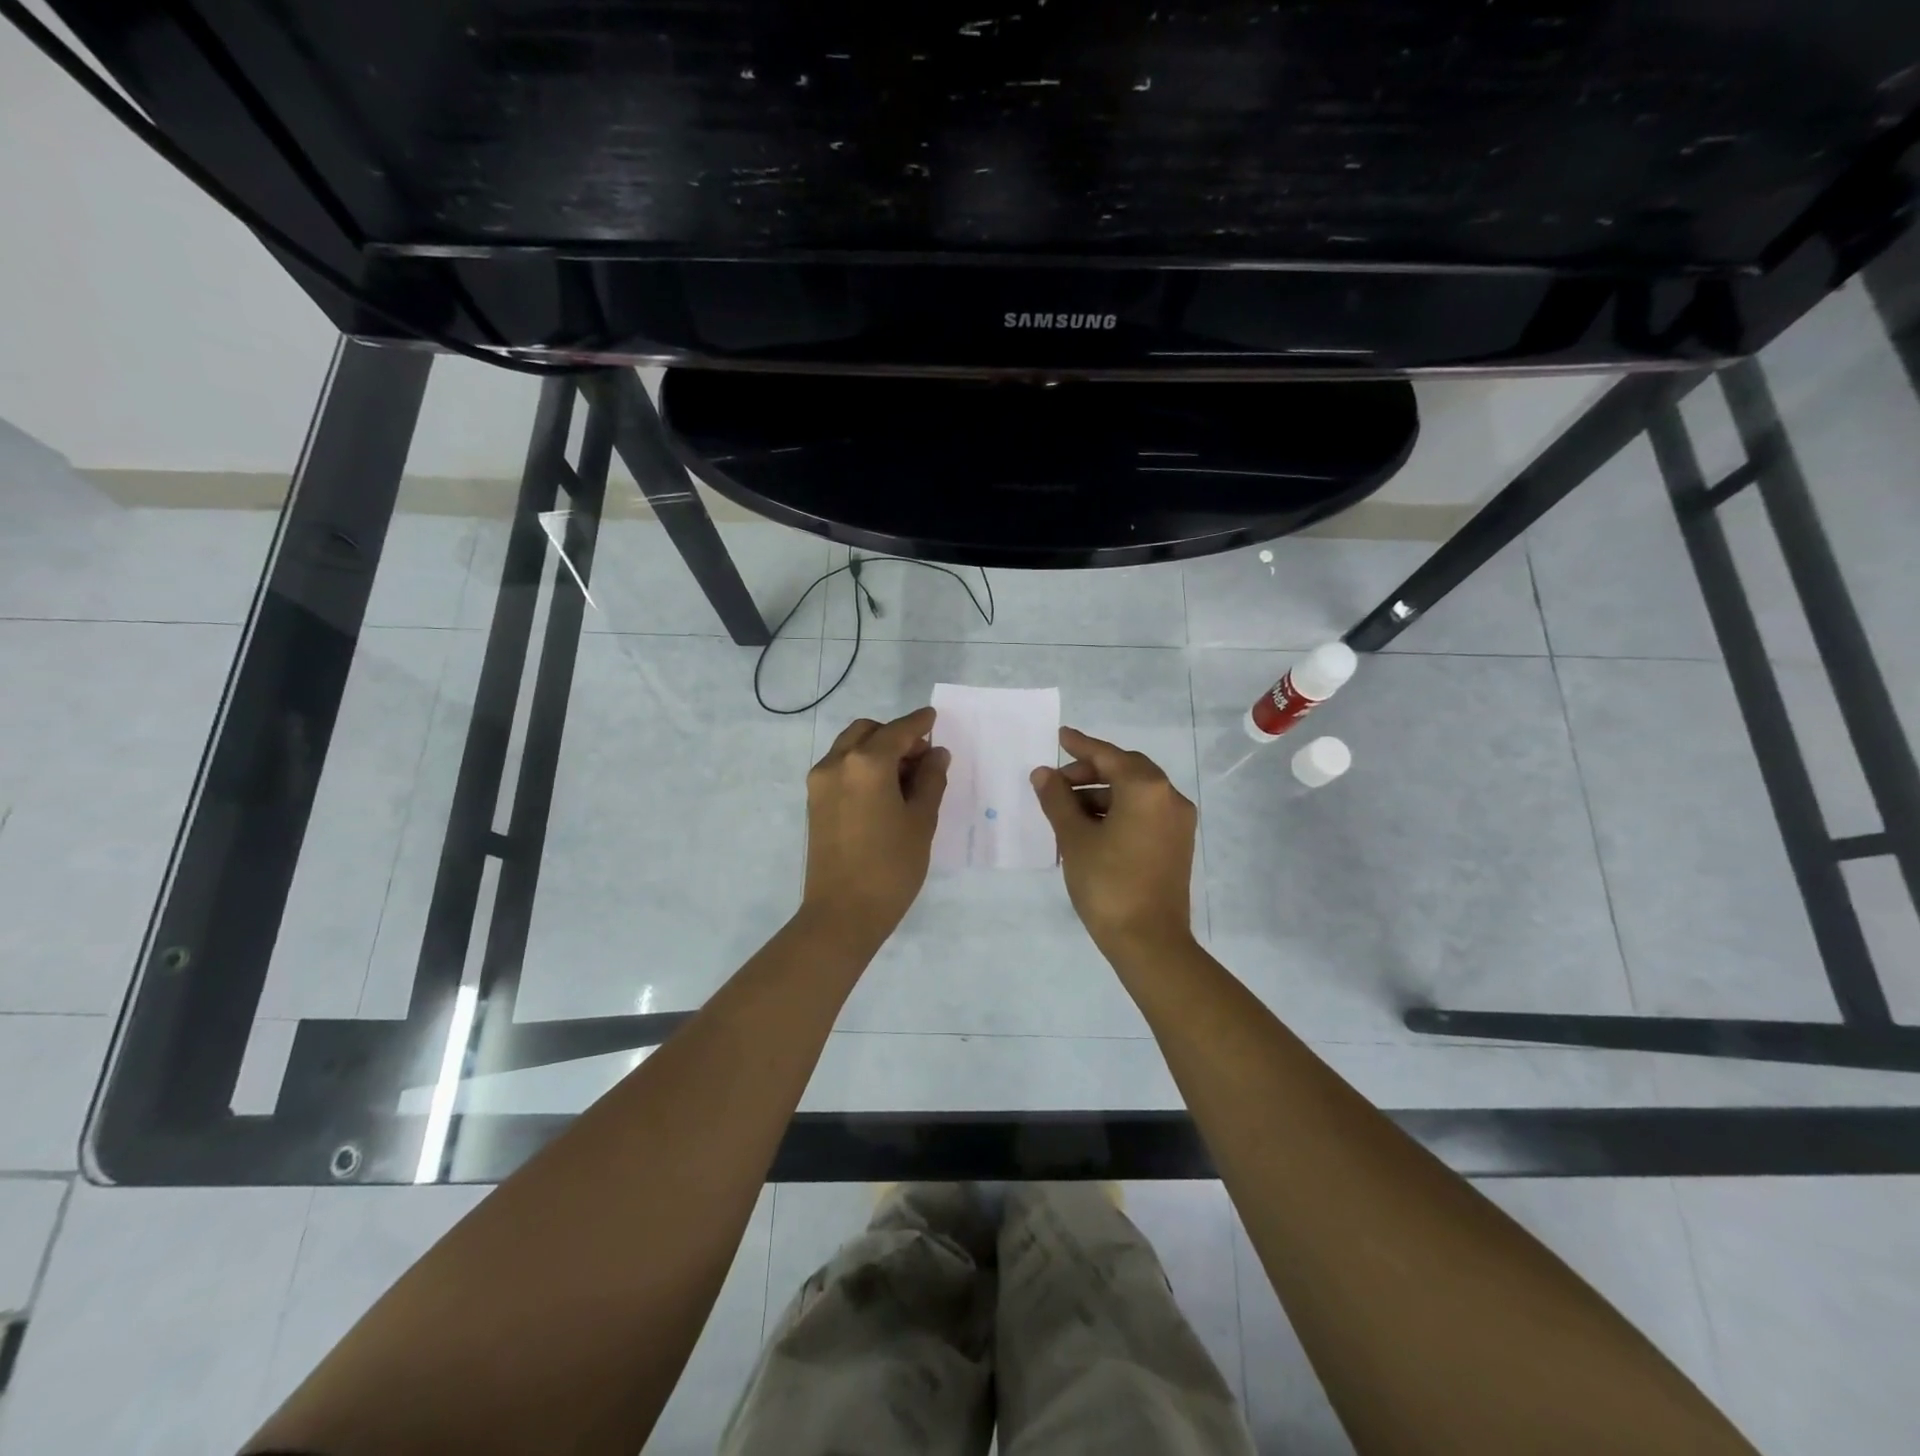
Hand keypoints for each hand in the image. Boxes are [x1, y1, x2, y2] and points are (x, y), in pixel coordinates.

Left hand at [801, 708, 950, 944]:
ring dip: (876, 749)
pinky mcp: (814, 802)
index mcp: (866, 763)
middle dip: (895, 735)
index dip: (919, 723)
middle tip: (921, 758)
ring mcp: (820, 782)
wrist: (842, 913)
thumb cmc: (891, 867)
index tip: (933, 717)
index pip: (898, 731)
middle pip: (868, 731)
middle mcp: (837, 763)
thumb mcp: (921, 821)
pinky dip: (861, 766)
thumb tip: (936, 754)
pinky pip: (840, 767)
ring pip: (850, 747)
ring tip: (904, 777)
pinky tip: (883, 791)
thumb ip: (930, 780)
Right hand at [1030, 727, 1197, 958]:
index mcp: (1146, 788)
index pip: (1108, 756)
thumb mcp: (1075, 838)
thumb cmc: (1108, 883)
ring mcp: (1177, 822)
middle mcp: (1169, 797)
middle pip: (1125, 770)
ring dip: (1101, 794)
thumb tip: (1043, 773)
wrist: (1149, 941)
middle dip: (1089, 772)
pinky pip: (1144, 812)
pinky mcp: (1177, 843)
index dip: (1080, 745)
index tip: (1060, 736)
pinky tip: (1090, 827)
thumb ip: (1057, 799)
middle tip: (1057, 782)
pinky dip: (1117, 811)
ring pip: (1135, 793)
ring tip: (1066, 810)